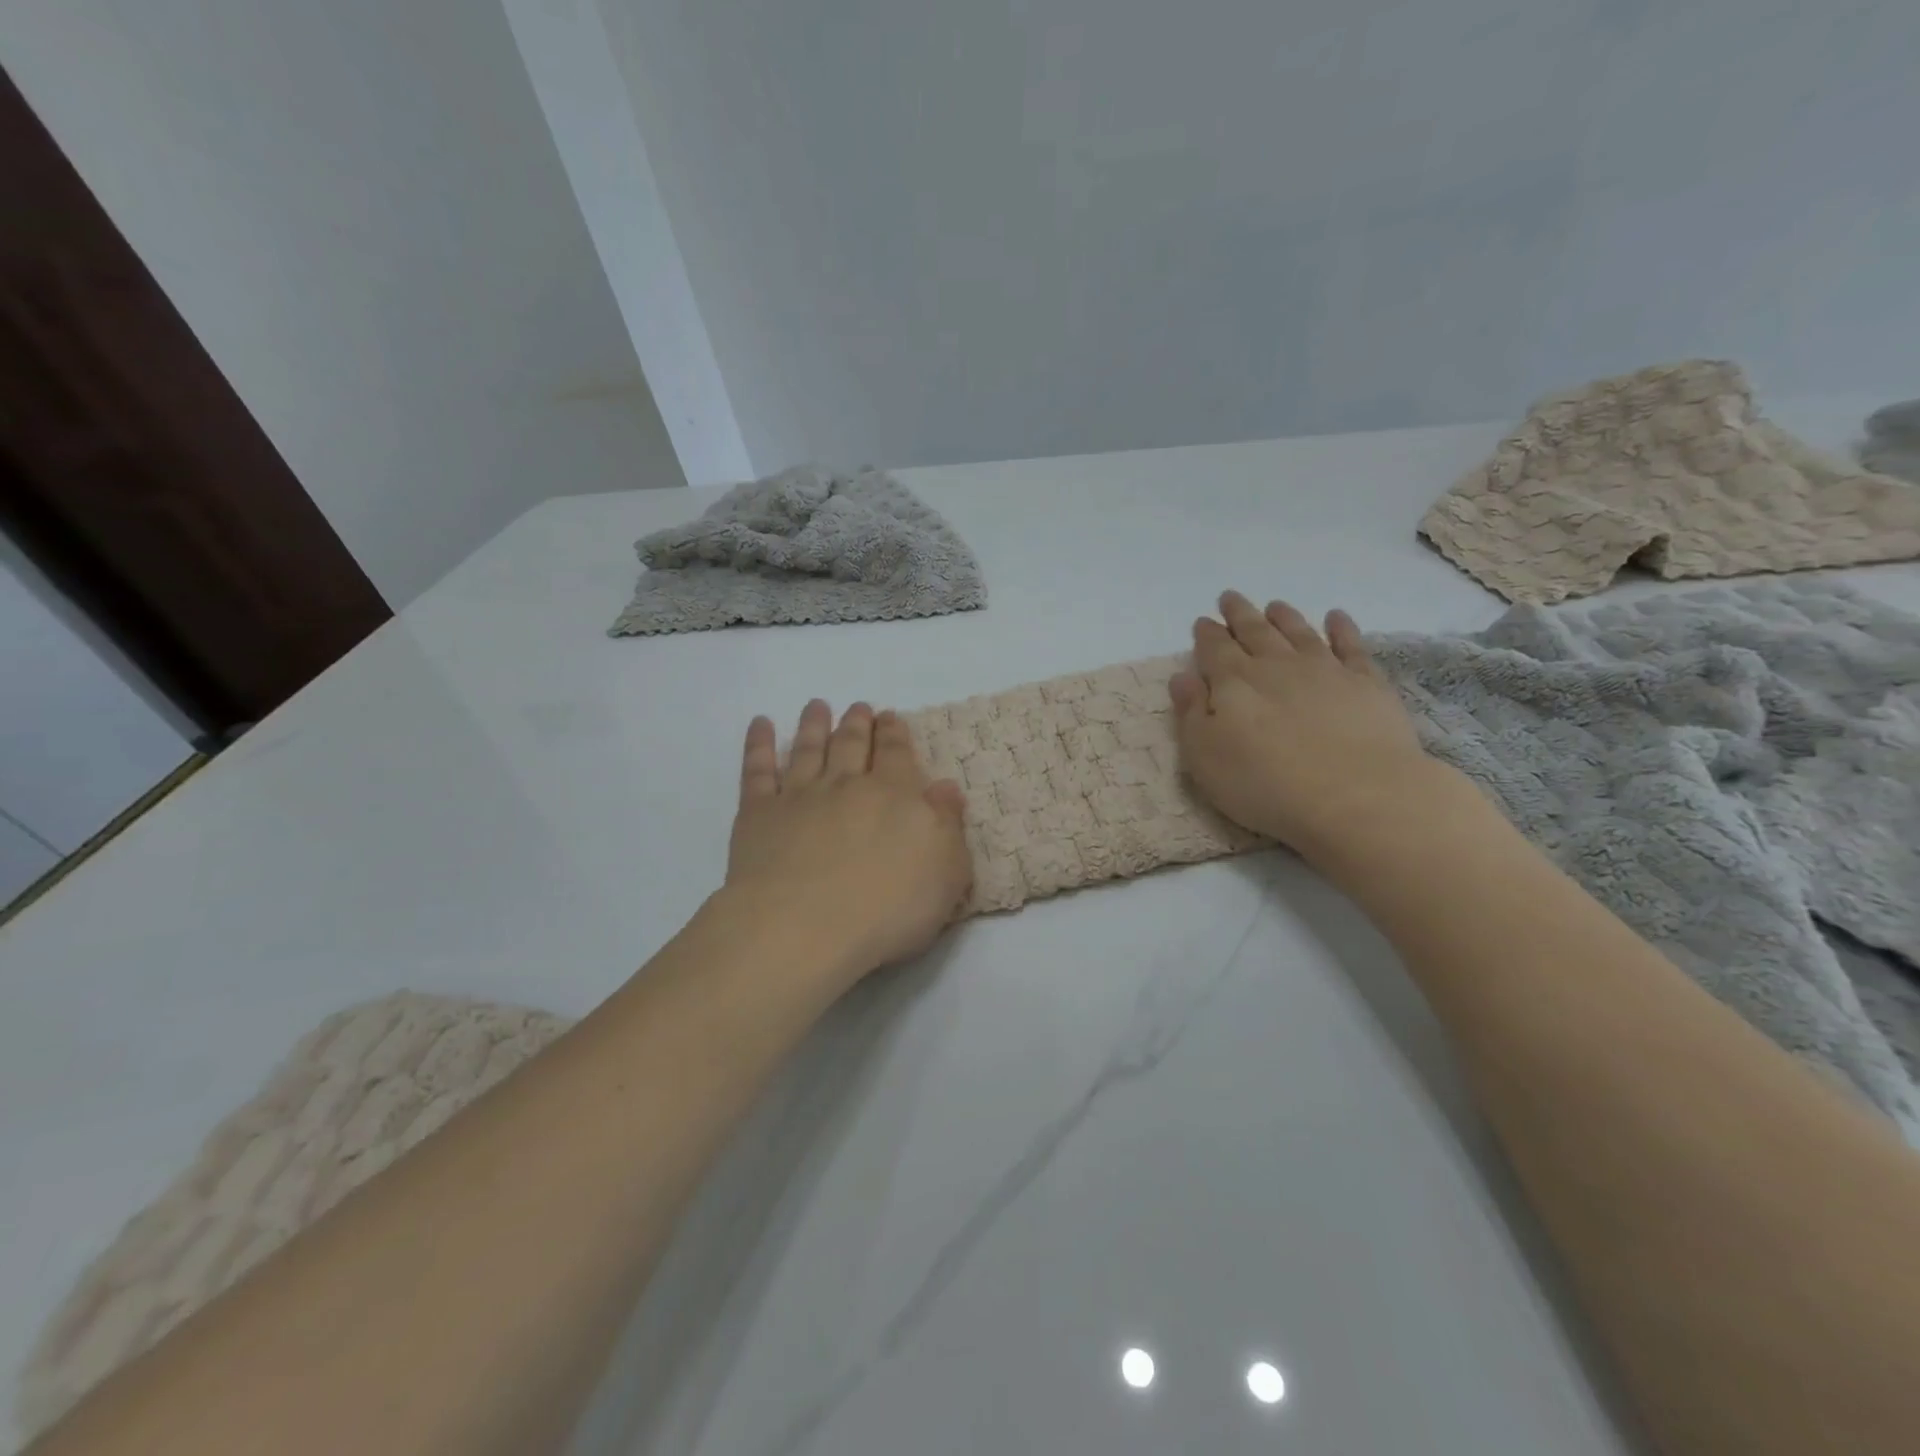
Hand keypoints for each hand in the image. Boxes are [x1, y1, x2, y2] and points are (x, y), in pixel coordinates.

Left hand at [723, 701, 972, 990]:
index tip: (890, 716)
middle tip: (858, 707)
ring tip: (816, 706)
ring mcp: (799, 796)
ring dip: (813, 725)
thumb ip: (948, 825)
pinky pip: (757, 770)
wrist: (805, 929)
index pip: (896, 754)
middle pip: (852, 744)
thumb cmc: (887, 909)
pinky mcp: (758, 815)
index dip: (894, 733)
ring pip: (807, 748)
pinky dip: (758, 744)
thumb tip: (946, 787)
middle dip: (857, 723)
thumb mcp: (945, 873)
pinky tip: (760, 724)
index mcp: (894, 795)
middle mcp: (846, 785)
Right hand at [1169, 591, 1457, 863]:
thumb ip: (1190, 713)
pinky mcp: (1366, 683)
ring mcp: (1325, 670)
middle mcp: (1276, 666)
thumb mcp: (1205, 756)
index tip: (1203, 621)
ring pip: (1298, 632)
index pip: (1214, 649)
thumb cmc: (1265, 784)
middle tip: (1230, 597)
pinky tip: (1337, 617)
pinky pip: (1351, 646)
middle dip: (1239, 614)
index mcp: (1233, 682)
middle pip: (1254, 631)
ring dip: (1284, 617)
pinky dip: (1342, 628)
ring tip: (1274, 605)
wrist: (1355, 796)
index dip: (1206, 634)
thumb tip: (1183, 676)